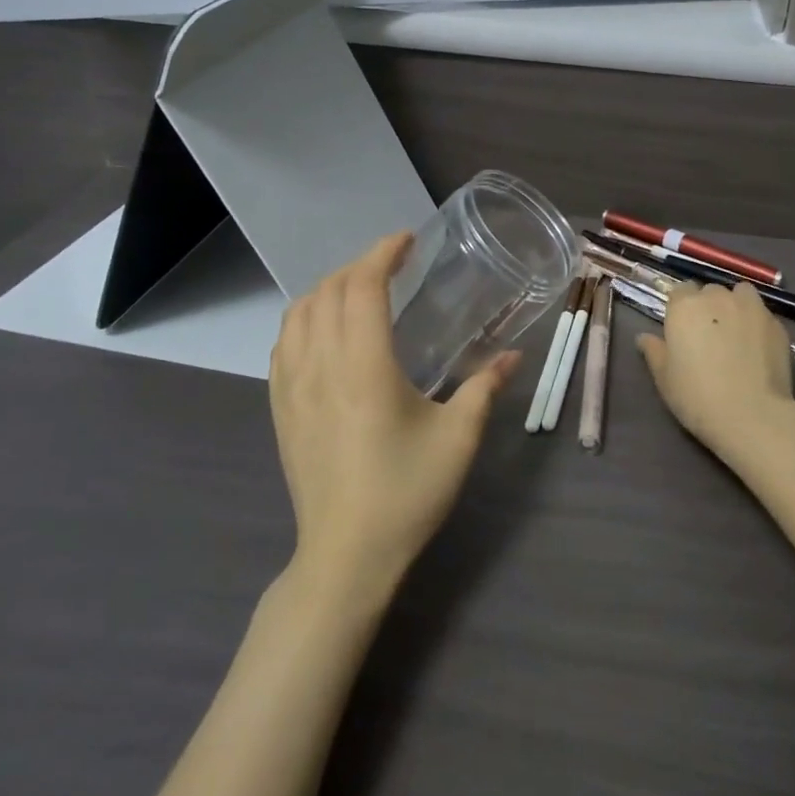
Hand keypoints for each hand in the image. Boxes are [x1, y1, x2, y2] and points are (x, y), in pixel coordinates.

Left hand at [270, 232, 518, 596]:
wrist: (346, 555)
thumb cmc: (406, 492)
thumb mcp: (458, 438)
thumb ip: (485, 388)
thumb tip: (514, 356)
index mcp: (364, 366)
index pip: (363, 287)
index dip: (382, 254)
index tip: (407, 240)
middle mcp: (321, 366)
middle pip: (328, 292)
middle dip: (359, 266)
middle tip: (392, 264)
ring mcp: (292, 387)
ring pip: (298, 314)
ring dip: (328, 288)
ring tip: (359, 290)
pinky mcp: (280, 409)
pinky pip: (283, 344)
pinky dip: (304, 318)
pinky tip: (325, 331)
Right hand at [638, 282, 794, 473]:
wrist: (752, 415)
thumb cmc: (697, 397)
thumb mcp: (664, 378)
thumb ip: (654, 351)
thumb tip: (644, 337)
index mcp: (685, 306)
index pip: (679, 291)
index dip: (680, 308)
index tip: (682, 330)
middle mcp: (717, 297)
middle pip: (710, 291)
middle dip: (708, 306)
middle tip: (708, 336)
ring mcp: (751, 307)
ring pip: (740, 294)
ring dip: (735, 305)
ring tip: (736, 332)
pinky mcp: (776, 323)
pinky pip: (762, 314)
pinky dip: (757, 323)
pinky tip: (757, 348)